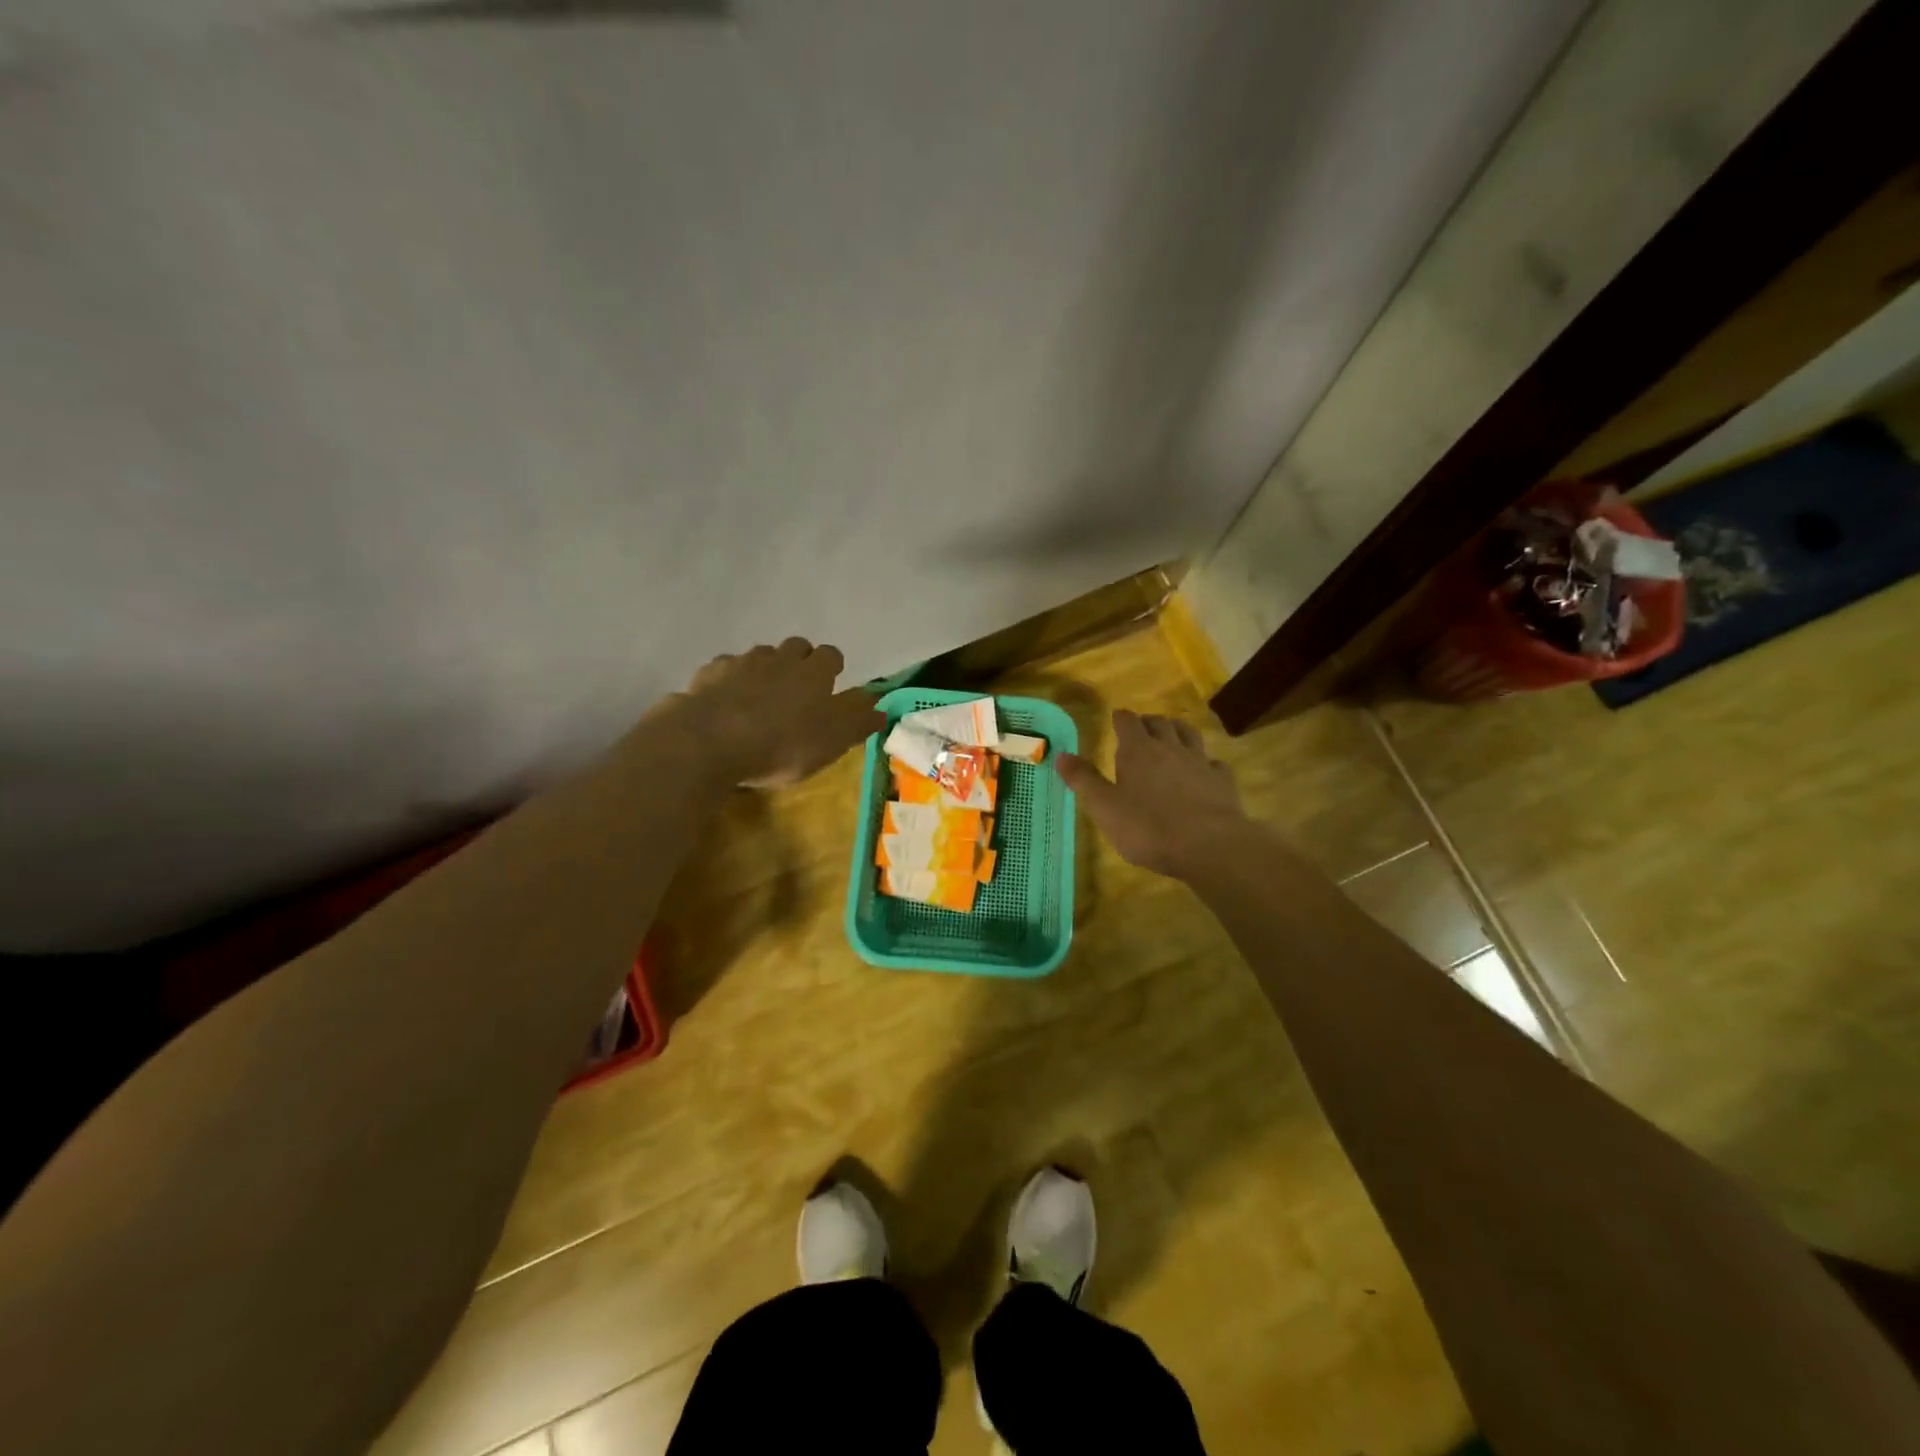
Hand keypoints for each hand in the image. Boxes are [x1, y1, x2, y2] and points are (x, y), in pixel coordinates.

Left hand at [666, 639, 883, 788]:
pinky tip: (726, 701)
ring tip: (761, 696)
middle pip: (795, 647)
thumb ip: (859, 721)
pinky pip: (725, 669)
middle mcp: (780, 658)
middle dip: (799, 661)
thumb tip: (881, 707)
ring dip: (765, 669)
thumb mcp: (833, 739)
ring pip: (760, 655)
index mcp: (814, 672)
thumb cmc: (784, 743)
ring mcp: (741, 663)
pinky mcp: (708, 675)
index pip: (831, 655)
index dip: (832, 668)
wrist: (712, 740)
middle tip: (797, 689)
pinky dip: (730, 680)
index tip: (831, 685)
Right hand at [1055, 709, 1248, 879]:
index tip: (1116, 717)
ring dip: (1178, 731)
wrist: (1208, 845)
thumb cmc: (1148, 828)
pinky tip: (1205, 770)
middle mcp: (1170, 748)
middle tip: (1142, 727)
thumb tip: (1060, 754)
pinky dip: (1206, 762)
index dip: (1121, 718)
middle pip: (1160, 723)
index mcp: (1137, 751)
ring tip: (1173, 734)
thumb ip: (1083, 780)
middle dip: (1149, 722)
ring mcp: (1199, 763)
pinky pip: (1214, 763)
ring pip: (1189, 735)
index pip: (1128, 722)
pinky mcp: (1222, 781)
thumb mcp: (1104, 807)